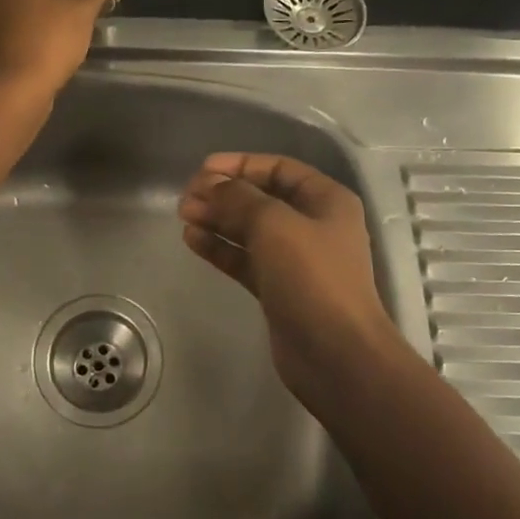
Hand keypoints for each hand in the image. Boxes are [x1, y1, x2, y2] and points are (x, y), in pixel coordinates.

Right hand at [177, 153, 408, 406]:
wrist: (336, 354)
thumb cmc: (312, 278)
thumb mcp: (274, 225)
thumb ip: (239, 199)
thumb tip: (212, 184)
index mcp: (326, 200)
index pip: (279, 169)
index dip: (241, 164)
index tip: (203, 170)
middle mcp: (313, 225)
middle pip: (262, 198)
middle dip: (224, 193)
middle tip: (186, 196)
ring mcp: (296, 260)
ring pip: (250, 230)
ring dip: (218, 219)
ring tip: (183, 214)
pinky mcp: (279, 289)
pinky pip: (245, 259)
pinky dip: (221, 248)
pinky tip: (192, 239)